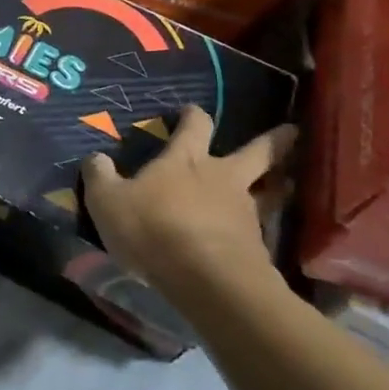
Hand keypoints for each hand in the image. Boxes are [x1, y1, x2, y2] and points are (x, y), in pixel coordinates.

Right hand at [81, 106, 294, 299]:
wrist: (207, 279)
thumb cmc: (154, 229)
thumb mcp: (108, 202)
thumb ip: (100, 178)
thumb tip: (94, 158)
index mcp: (187, 160)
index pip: (196, 126)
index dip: (193, 116)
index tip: (192, 110)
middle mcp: (223, 177)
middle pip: (257, 152)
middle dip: (275, 141)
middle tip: (294, 132)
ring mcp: (245, 211)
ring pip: (270, 191)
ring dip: (277, 186)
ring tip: (287, 185)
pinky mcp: (257, 246)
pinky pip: (262, 230)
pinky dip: (261, 229)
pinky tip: (255, 238)